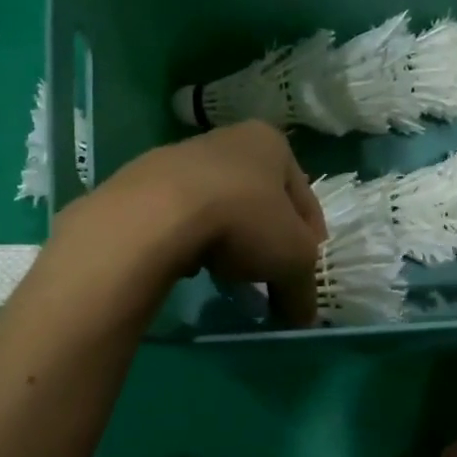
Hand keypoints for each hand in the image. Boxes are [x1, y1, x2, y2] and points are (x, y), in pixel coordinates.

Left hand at [59, 121, 326, 325]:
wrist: (157, 213)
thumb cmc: (244, 220)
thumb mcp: (293, 260)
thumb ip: (304, 289)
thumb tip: (304, 317)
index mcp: (272, 144)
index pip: (305, 201)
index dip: (310, 243)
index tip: (303, 275)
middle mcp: (230, 139)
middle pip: (261, 202)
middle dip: (267, 241)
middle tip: (268, 277)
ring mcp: (183, 156)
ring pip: (221, 208)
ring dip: (230, 240)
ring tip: (227, 275)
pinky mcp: (146, 181)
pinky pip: (184, 217)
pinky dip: (193, 240)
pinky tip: (191, 264)